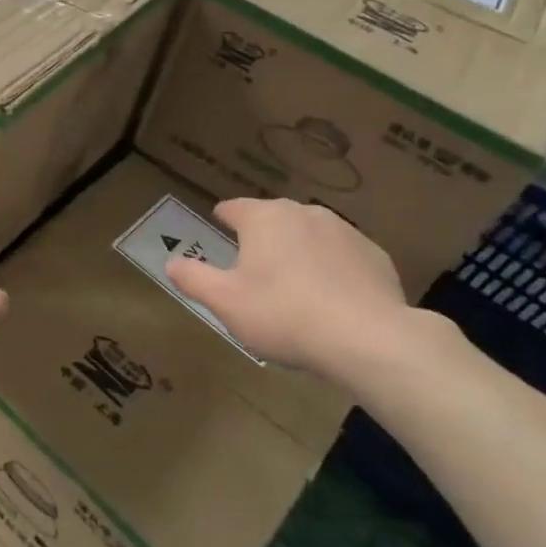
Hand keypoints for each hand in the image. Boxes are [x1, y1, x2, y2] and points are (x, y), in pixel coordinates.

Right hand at [164, 198, 416, 387]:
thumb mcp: (225, 302)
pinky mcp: (375, 255)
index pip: (235, 207)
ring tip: (293, 285)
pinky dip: (332, 269)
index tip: (219, 224)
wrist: (368, 338)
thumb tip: (171, 262)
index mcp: (264, 219)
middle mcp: (304, 213)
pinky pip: (342, 256)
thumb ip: (194, 278)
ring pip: (310, 235)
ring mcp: (344, 231)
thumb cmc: (283, 315)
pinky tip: (332, 299)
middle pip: (274, 219)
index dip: (223, 217)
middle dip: (262, 236)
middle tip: (253, 265)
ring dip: (298, 251)